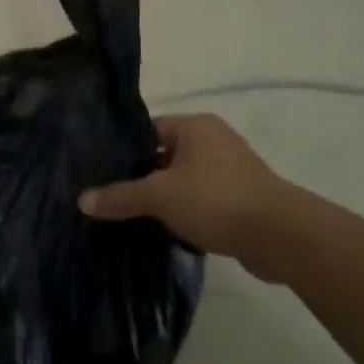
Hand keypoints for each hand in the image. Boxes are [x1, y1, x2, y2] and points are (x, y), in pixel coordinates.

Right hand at [79, 114, 297, 282]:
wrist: (282, 237)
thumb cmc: (216, 200)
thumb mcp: (159, 196)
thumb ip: (120, 196)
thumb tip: (81, 200)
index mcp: (195, 127)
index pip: (147, 130)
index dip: (123, 149)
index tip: (99, 170)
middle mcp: (213, 141)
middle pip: (163, 155)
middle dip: (139, 176)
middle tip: (108, 195)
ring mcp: (230, 171)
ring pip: (182, 180)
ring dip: (162, 197)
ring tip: (129, 215)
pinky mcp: (240, 200)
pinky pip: (200, 200)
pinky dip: (183, 212)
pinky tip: (162, 229)